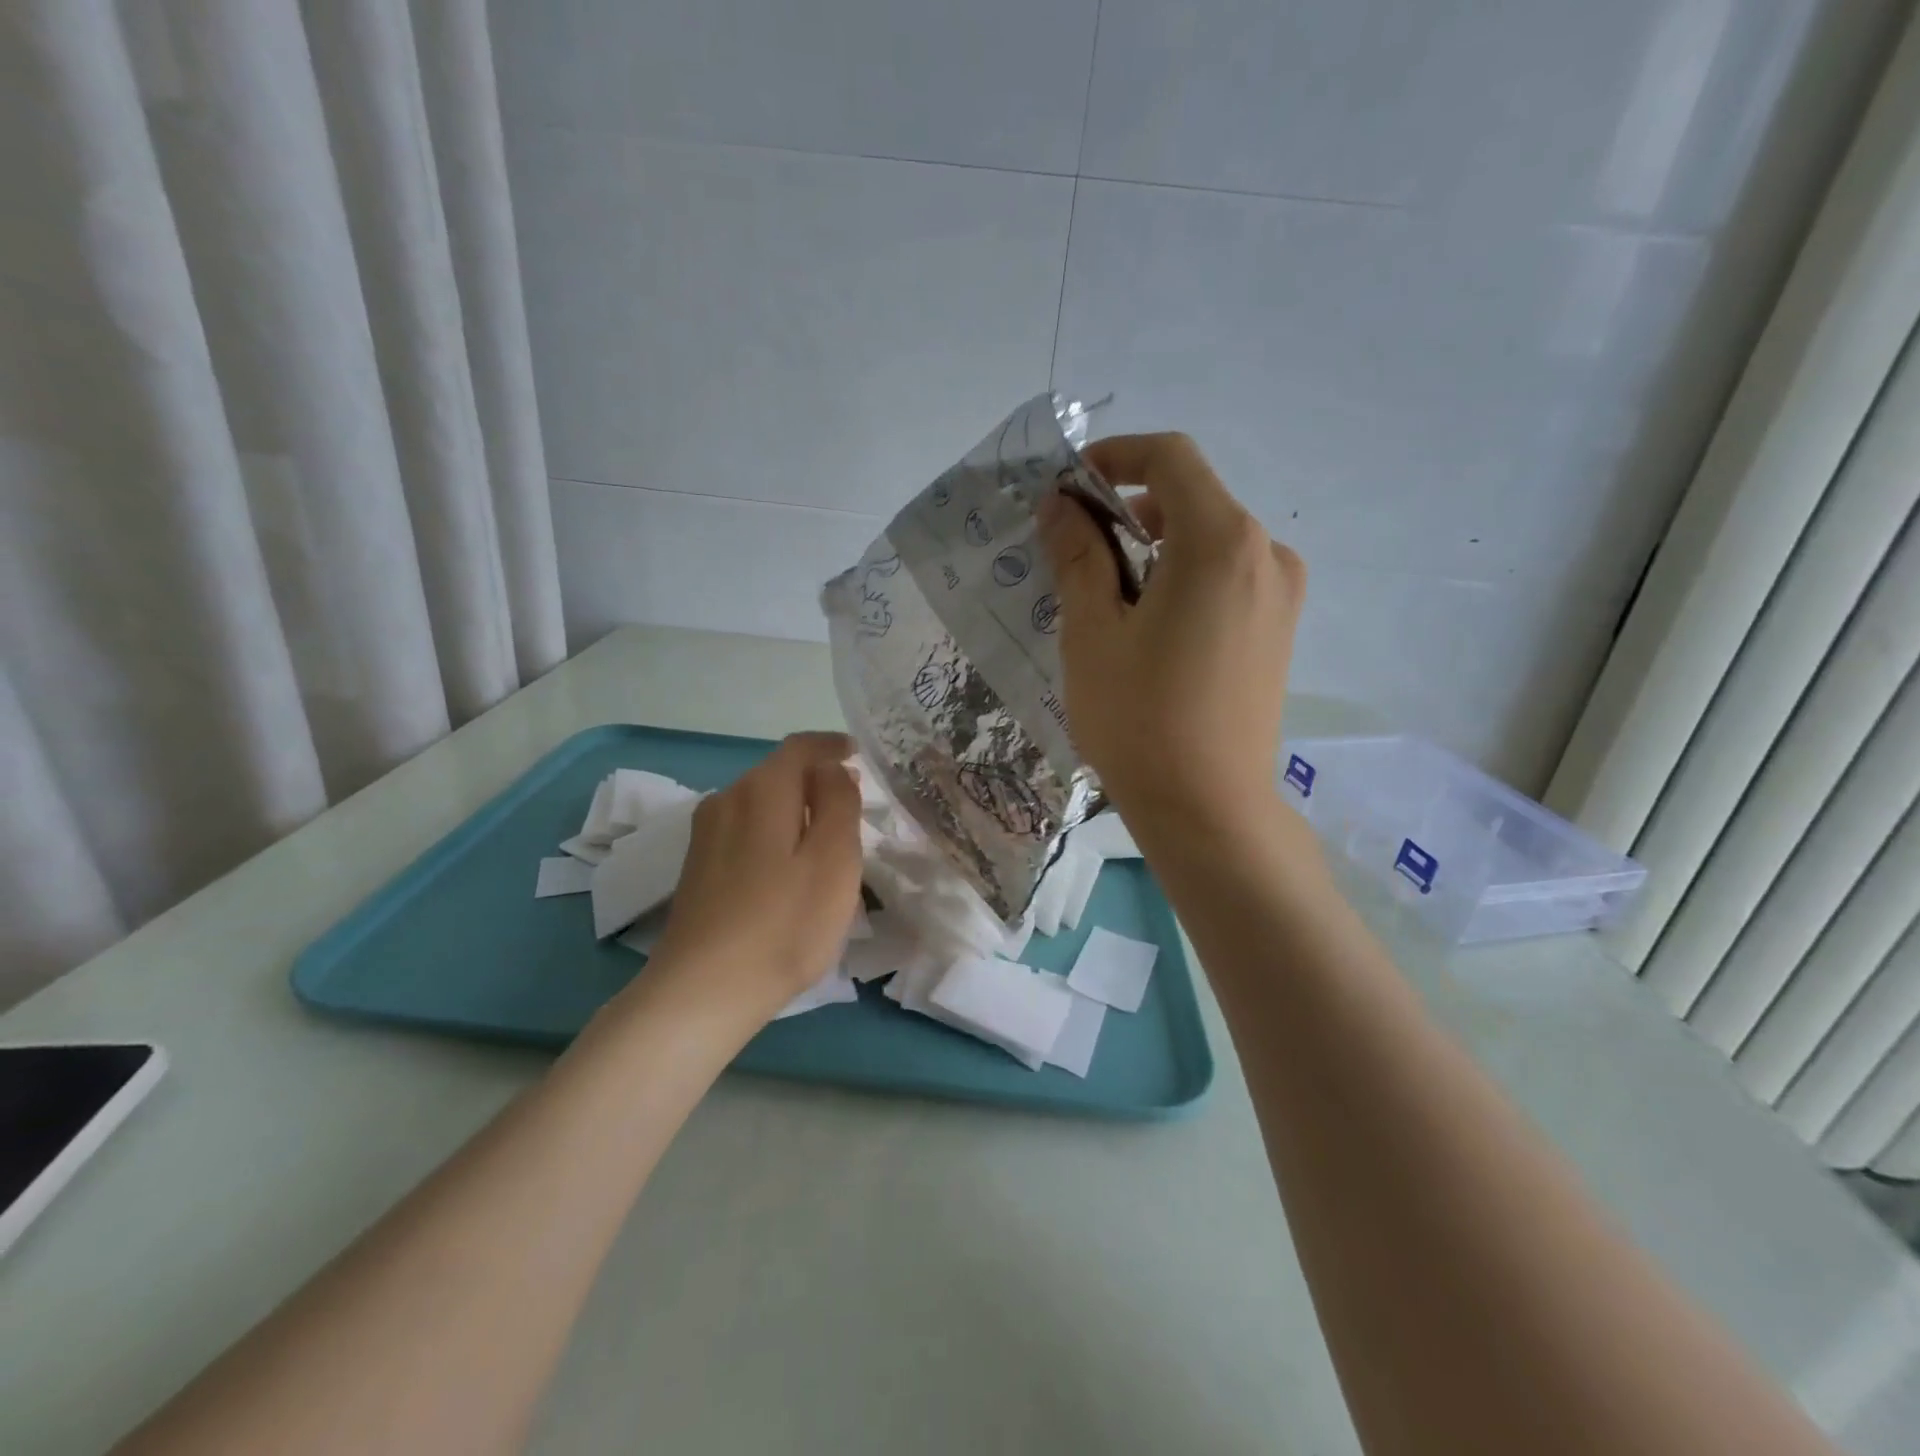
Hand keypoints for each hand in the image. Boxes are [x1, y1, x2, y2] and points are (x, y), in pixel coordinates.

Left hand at [647, 731, 863, 1015]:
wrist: (702, 992)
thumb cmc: (784, 923)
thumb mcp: (834, 859)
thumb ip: (839, 802)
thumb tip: (832, 770)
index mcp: (761, 790)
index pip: (801, 747)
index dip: (832, 745)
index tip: (859, 754)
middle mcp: (726, 799)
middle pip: (779, 774)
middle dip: (817, 781)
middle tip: (854, 806)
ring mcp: (705, 834)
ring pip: (761, 804)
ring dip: (796, 810)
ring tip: (826, 839)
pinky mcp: (698, 867)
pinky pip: (745, 830)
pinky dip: (774, 833)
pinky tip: (788, 869)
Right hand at [1037, 432, 1304, 843]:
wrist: (1209, 808)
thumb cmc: (1140, 718)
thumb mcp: (1093, 633)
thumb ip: (1078, 556)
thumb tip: (1062, 505)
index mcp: (1221, 541)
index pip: (1170, 459)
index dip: (1116, 456)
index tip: (1071, 485)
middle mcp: (1265, 553)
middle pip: (1192, 498)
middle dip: (1130, 508)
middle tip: (1077, 549)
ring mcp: (1281, 593)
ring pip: (1210, 539)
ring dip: (1156, 546)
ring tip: (1108, 595)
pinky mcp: (1279, 629)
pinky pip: (1228, 576)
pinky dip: (1184, 575)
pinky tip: (1149, 624)